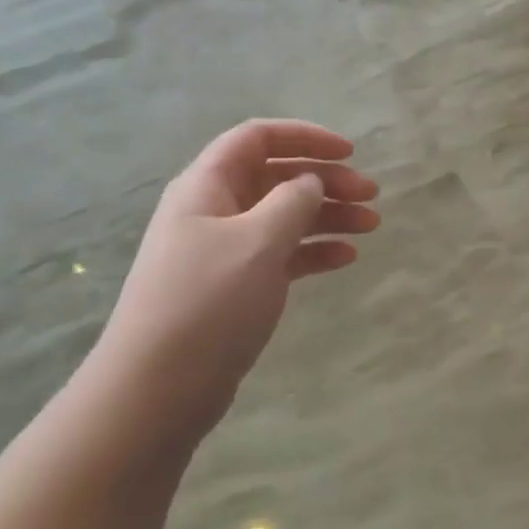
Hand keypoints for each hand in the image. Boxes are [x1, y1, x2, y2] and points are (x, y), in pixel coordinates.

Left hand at [94, 120, 378, 428]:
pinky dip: (314, 251)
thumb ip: (293, 201)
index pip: (258, 137)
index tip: (350, 152)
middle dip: (326, 180)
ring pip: (284, 216)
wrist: (156, 392)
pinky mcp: (235, 286)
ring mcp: (225, 250)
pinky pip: (282, 254)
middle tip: (371, 195)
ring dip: (328, 216)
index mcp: (207, 185)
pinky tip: (347, 258)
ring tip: (371, 226)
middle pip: (277, 176)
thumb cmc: (207, 303)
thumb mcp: (258, 241)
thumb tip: (310, 182)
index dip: (305, 136)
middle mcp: (215, 209)